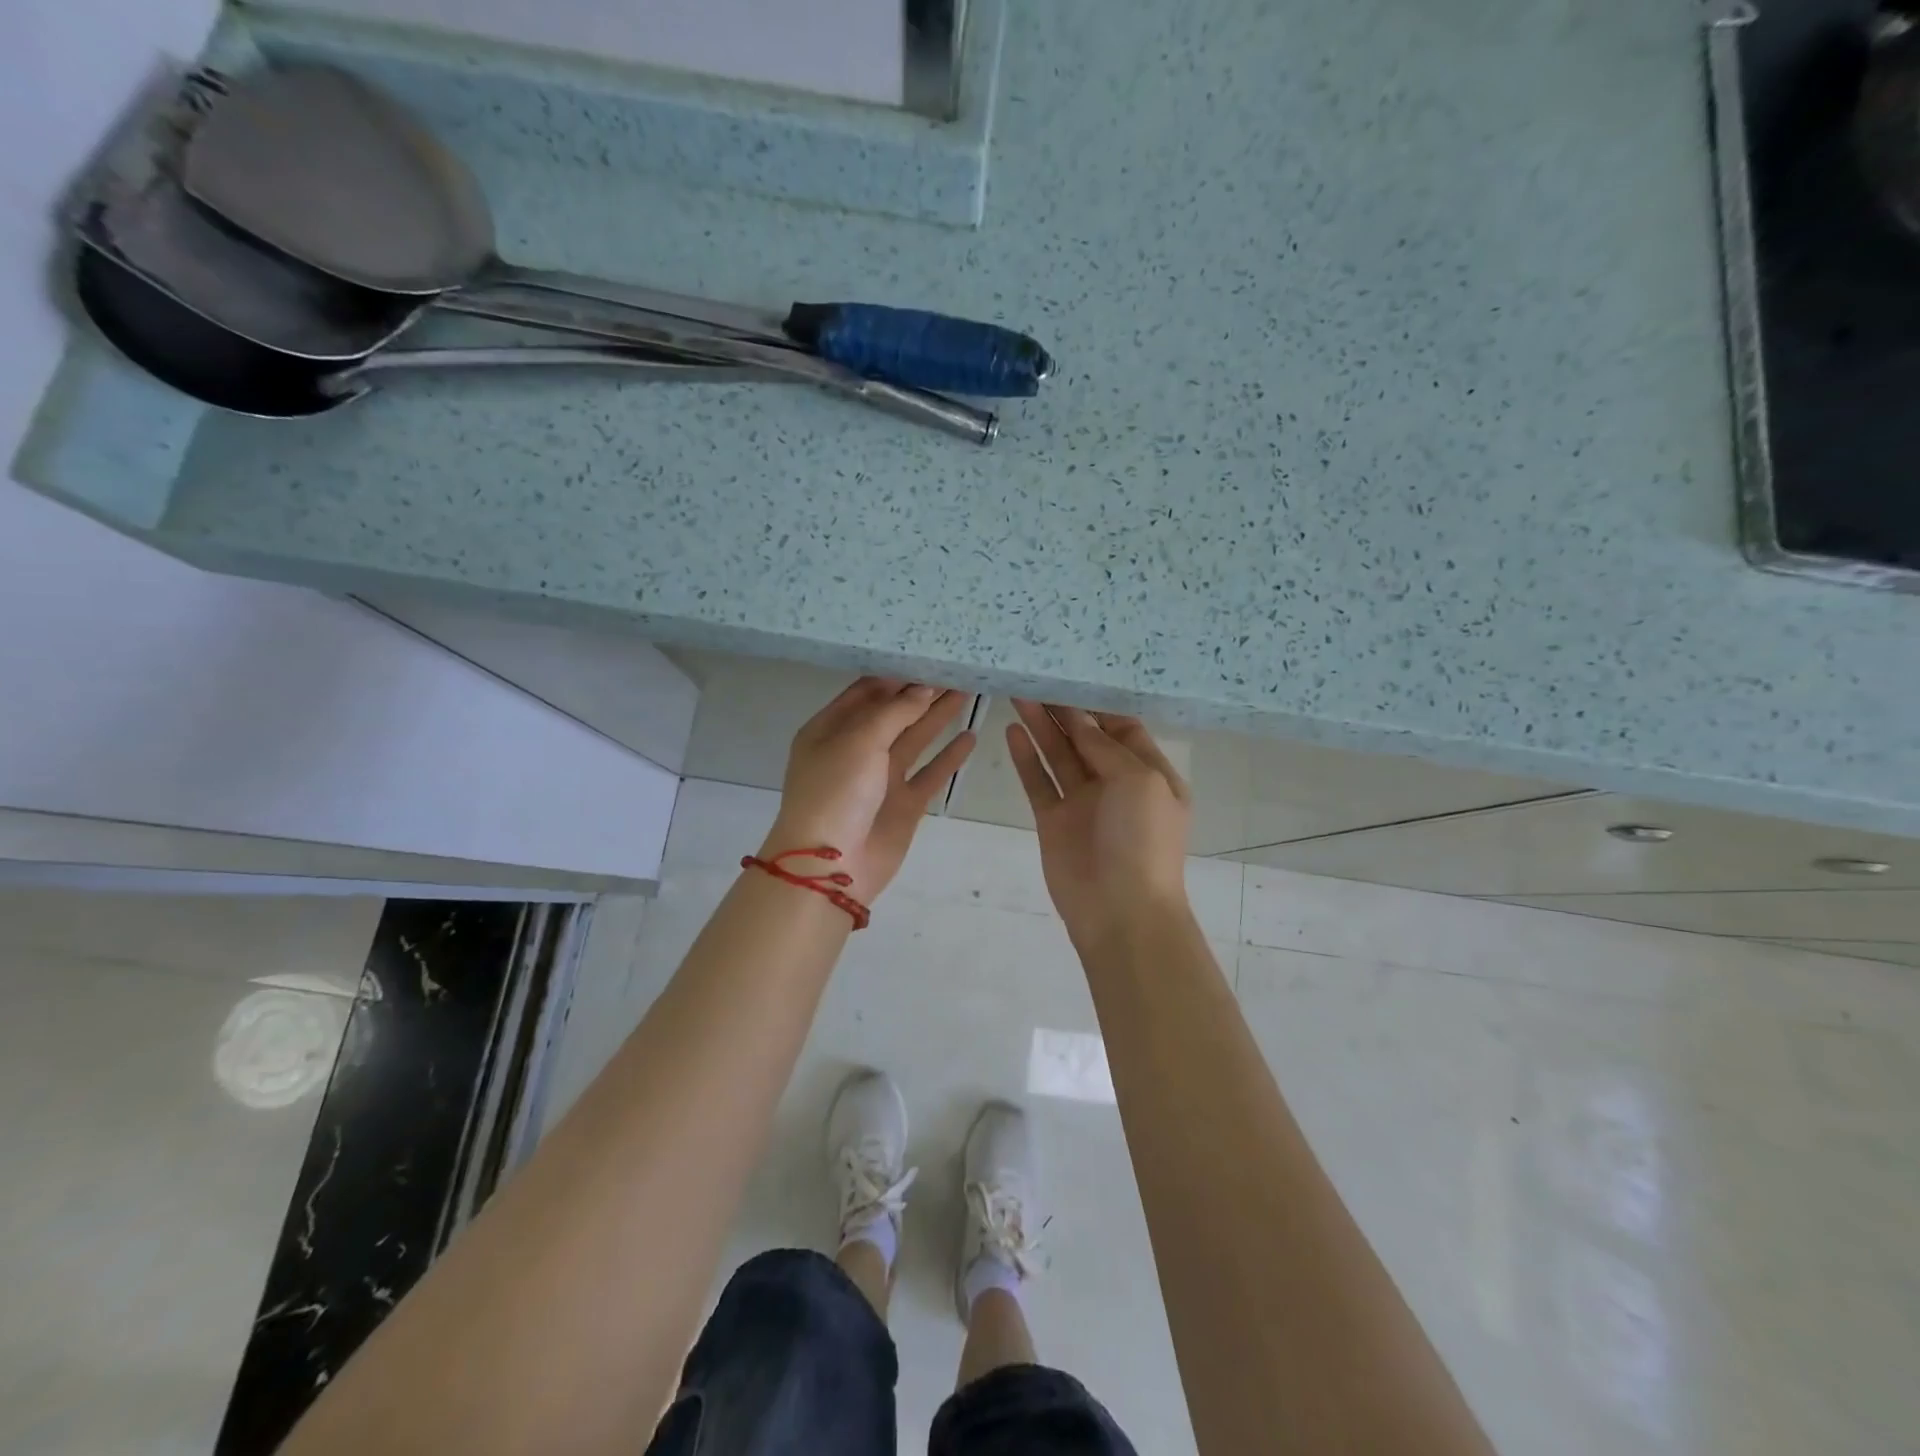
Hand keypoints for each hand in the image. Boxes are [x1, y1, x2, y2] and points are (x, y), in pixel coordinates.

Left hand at [763, 678, 975, 902]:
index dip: (897, 676)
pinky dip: (948, 758)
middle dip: (922, 693)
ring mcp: (880, 779)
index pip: (866, 692)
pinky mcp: (903, 804)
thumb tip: (925, 689)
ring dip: (939, 717)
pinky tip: (970, 737)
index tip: (929, 657)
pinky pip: (929, 774)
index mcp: (830, 730)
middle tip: (957, 669)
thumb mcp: (859, 741)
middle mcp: (855, 750)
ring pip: (915, 740)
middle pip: (894, 713)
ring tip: (969, 691)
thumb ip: (895, 712)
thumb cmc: (836, 792)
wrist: (831, 867)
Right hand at [1006, 700, 1192, 948]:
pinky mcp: (1053, 821)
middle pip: (1086, 738)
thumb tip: (1079, 722)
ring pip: (1058, 755)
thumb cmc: (1143, 841)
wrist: (1121, 912)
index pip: (1123, 728)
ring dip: (1041, 727)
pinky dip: (1026, 758)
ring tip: (1019, 694)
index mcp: (1149, 774)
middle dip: (1064, 710)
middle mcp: (1115, 784)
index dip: (1098, 704)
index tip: (1072, 676)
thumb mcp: (1139, 782)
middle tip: (1037, 678)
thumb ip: (1106, 748)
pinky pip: (1038, 782)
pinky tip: (1012, 731)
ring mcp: (1082, 803)